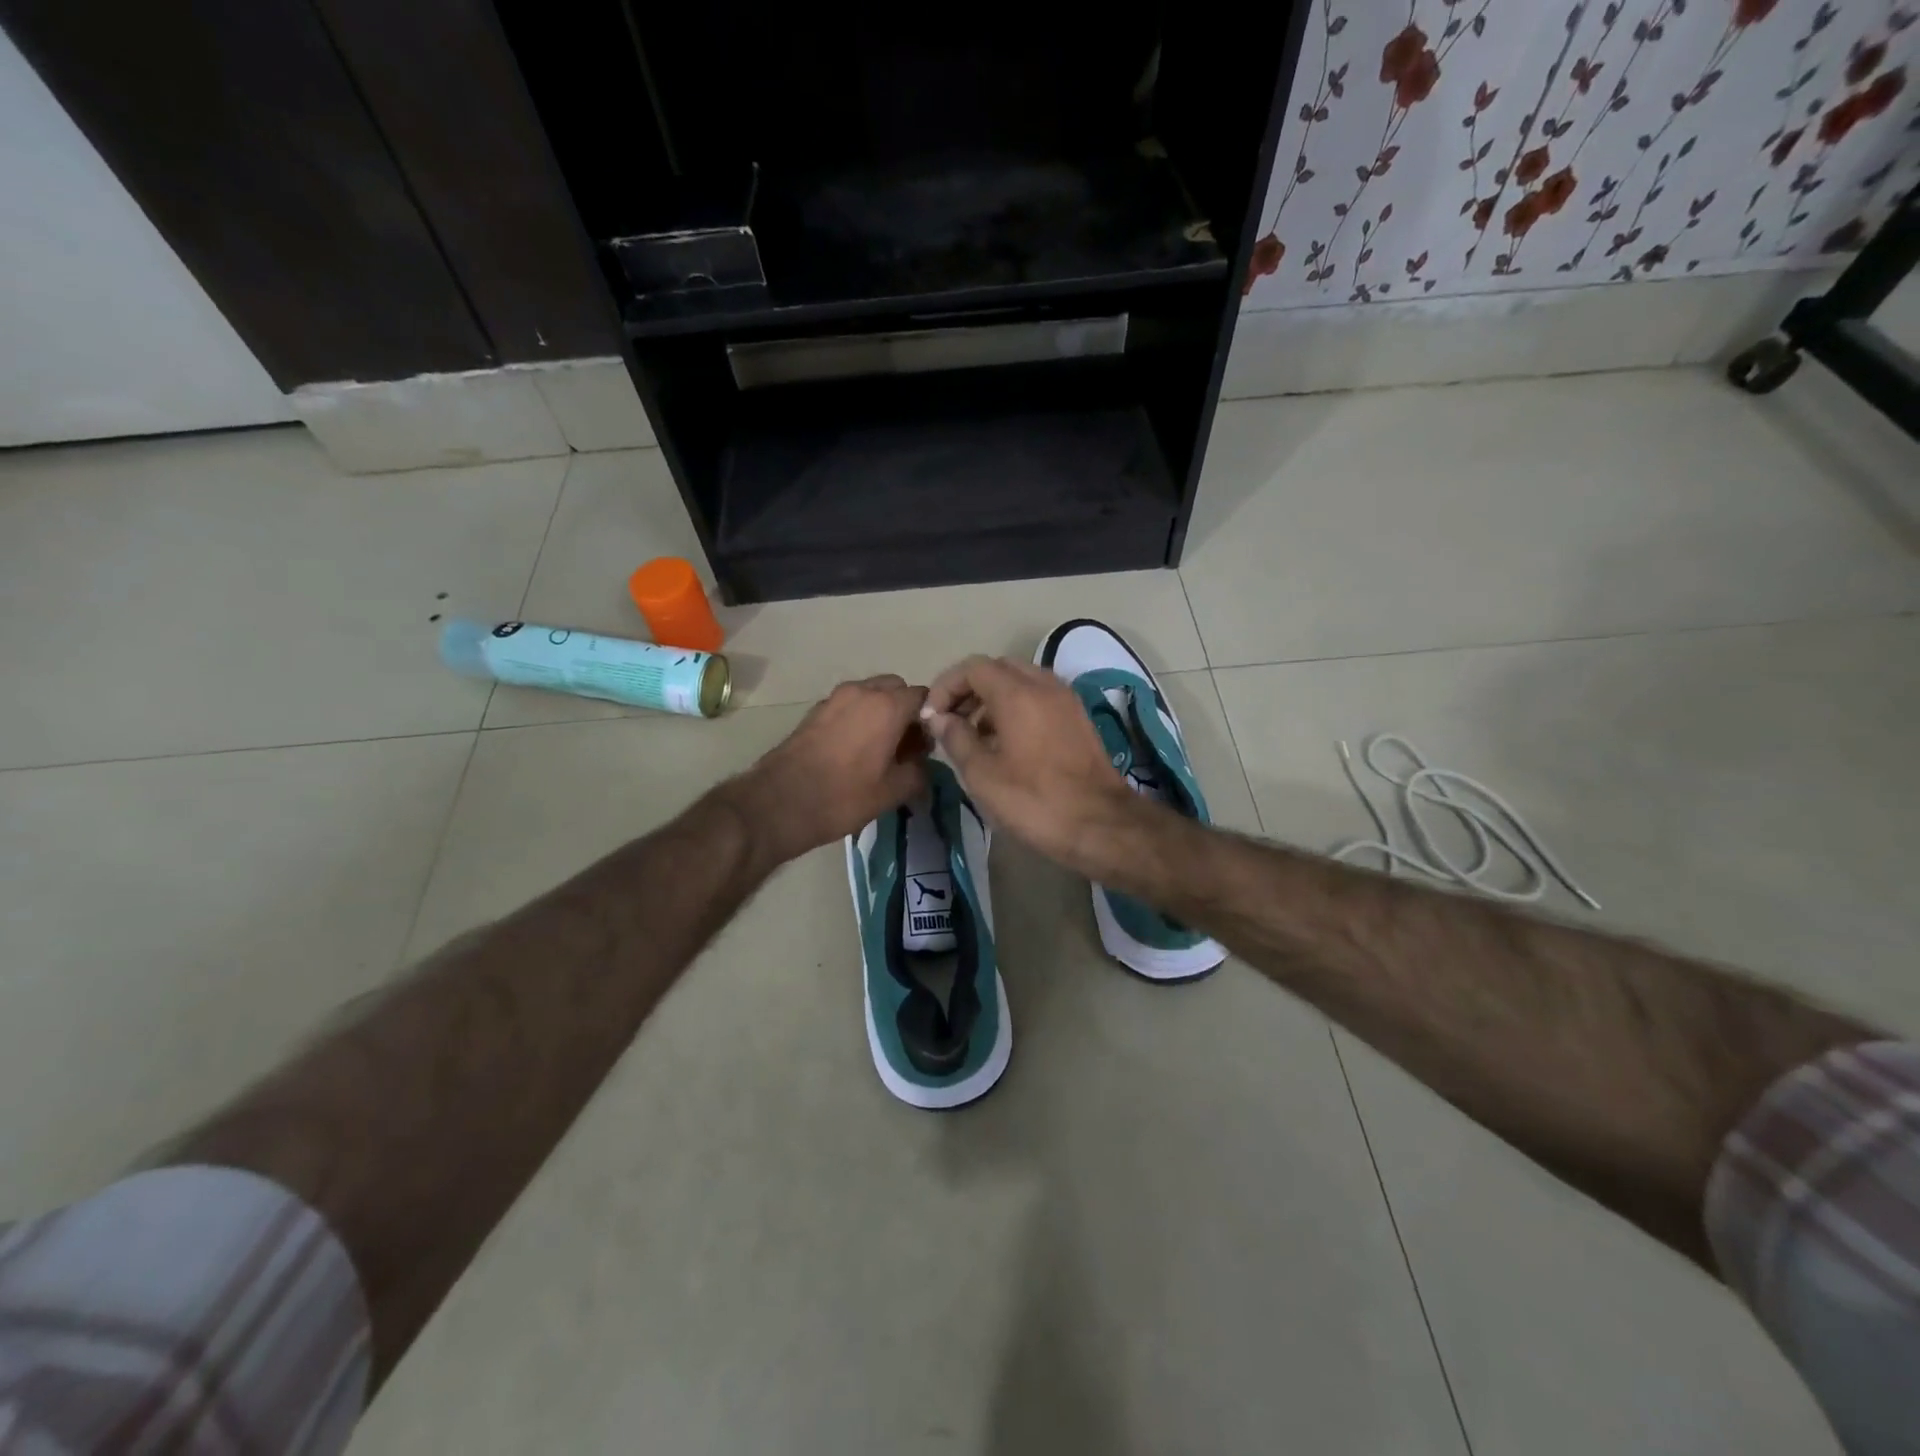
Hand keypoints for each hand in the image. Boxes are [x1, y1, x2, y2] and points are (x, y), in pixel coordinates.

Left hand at [736, 675, 930, 863]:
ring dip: (880, 712)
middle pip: (895, 688)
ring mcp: (835, 698)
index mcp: (887, 706)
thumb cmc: (843, 796)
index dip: (929, 719)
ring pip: (870, 694)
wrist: (779, 802)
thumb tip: (921, 763)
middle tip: (904, 745)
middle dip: (904, 710)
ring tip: (878, 748)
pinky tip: (853, 750)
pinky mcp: (815, 711)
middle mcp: (862, 692)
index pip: (923, 696)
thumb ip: (918, 772)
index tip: (924, 746)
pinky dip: (858, 718)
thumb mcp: (893, 792)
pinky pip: (848, 705)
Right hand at [922, 656, 1137, 871]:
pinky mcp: (1077, 719)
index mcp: (1018, 693)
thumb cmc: (1034, 801)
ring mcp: (1066, 701)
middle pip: (998, 669)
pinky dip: (1016, 708)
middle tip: (951, 721)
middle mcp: (1044, 686)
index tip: (932, 716)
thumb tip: (940, 718)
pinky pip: (1039, 698)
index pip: (973, 668)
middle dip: (969, 689)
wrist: (1101, 825)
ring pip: (1021, 682)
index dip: (946, 686)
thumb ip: (956, 738)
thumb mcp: (982, 775)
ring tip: (974, 735)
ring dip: (992, 699)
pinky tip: (1005, 744)